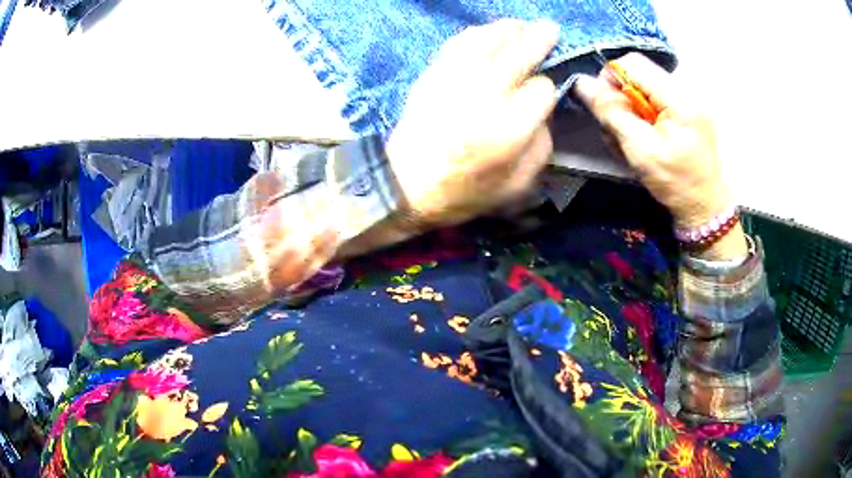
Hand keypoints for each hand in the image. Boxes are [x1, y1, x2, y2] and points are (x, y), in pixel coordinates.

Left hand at [387, 19, 559, 228]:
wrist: (405, 186)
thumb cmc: (464, 192)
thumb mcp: (517, 186)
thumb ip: (540, 147)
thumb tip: (544, 113)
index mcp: (510, 129)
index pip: (541, 90)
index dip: (547, 88)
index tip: (543, 93)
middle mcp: (485, 97)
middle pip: (519, 55)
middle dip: (539, 39)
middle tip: (550, 28)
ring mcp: (456, 81)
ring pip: (488, 41)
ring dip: (508, 29)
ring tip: (521, 25)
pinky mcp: (433, 75)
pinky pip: (458, 44)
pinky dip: (475, 34)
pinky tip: (486, 31)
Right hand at [573, 53, 746, 259]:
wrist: (705, 208)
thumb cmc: (675, 184)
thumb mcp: (640, 150)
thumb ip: (612, 113)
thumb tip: (582, 83)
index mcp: (679, 98)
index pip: (632, 63)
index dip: (611, 78)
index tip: (606, 107)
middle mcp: (687, 90)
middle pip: (640, 73)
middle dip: (623, 97)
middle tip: (620, 129)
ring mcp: (691, 100)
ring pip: (646, 86)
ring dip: (633, 108)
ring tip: (636, 138)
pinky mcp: (690, 110)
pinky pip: (658, 98)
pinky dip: (646, 114)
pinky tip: (648, 136)